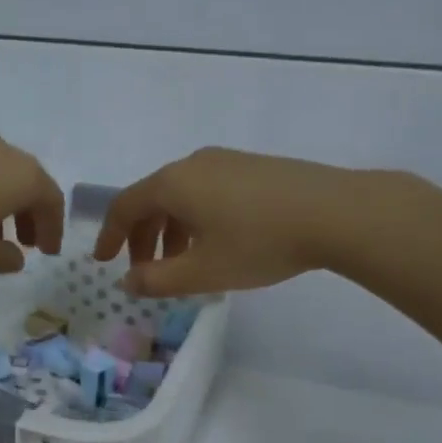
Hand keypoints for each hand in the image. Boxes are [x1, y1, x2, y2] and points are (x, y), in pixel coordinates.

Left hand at [0, 134, 64, 272]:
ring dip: (3, 206)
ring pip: (0, 176)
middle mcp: (3, 152)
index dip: (54, 229)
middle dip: (30, 215)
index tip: (48, 252)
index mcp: (24, 176)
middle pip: (28, 183)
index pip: (52, 201)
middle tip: (26, 243)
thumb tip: (14, 255)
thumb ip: (6, 259)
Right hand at [94, 147, 403, 295]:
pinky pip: (208, 191)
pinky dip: (197, 218)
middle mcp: (193, 164)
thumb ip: (157, 280)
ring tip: (183, 264)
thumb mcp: (202, 272)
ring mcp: (226, 161)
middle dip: (143, 237)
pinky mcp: (253, 166)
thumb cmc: (259, 243)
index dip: (110, 235)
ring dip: (171, 230)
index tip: (104, 261)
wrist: (337, 213)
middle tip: (145, 270)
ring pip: (183, 196)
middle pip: (153, 199)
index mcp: (173, 183)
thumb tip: (127, 281)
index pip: (125, 206)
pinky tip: (217, 243)